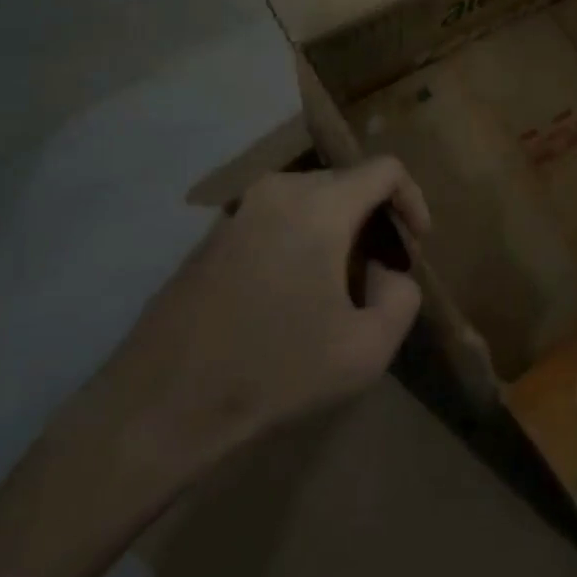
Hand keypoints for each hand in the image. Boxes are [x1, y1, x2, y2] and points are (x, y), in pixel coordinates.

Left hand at [62, 156, 430, 505]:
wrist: (160, 406)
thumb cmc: (273, 372)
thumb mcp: (365, 349)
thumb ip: (402, 297)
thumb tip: (386, 272)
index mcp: (320, 204)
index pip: (385, 169)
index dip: (414, 200)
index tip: (417, 246)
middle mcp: (279, 190)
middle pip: (348, 183)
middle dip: (376, 221)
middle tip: (383, 272)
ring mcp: (239, 209)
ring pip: (311, 201)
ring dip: (338, 232)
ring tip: (341, 287)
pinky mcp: (213, 235)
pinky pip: (276, 219)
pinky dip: (301, 241)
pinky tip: (293, 296)